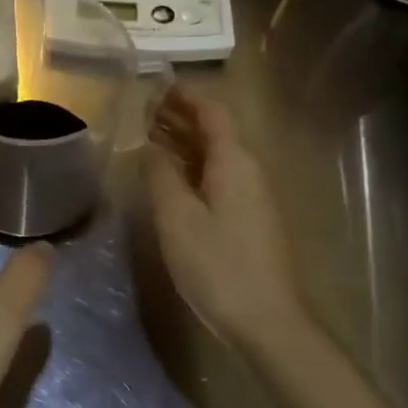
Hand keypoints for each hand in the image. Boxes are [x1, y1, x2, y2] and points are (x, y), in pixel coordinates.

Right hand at [145, 86, 308, 352]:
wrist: (266, 321)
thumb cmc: (218, 265)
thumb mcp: (177, 217)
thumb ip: (160, 175)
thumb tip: (147, 146)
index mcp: (234, 161)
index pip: (213, 110)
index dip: (184, 95)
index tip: (153, 86)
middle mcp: (247, 169)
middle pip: (215, 130)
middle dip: (180, 115)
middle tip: (141, 109)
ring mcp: (251, 195)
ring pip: (215, 154)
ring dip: (183, 141)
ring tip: (146, 136)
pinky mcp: (247, 218)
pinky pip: (217, 176)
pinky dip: (191, 167)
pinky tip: (167, 176)